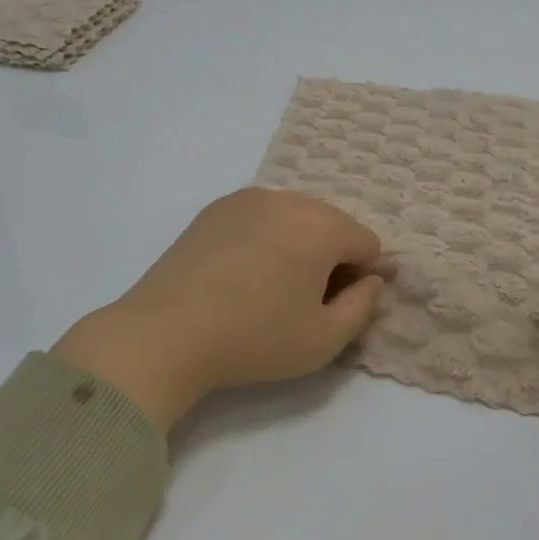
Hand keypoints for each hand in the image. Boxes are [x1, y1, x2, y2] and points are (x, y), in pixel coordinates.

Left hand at [52, 188, 386, 431]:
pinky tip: (239, 273)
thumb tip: (372, 281)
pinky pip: (260, 216)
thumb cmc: (254, 339)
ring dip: (297, 244)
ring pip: (295, 217)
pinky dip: (263, 238)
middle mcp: (288, 199)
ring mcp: (247, 198)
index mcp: (321, 226)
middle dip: (330, 257)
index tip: (331, 308)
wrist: (165, 333)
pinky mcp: (215, 208)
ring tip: (267, 286)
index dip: (360, 279)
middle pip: (332, 224)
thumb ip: (363, 308)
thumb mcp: (324, 341)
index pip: (367, 243)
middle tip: (301, 299)